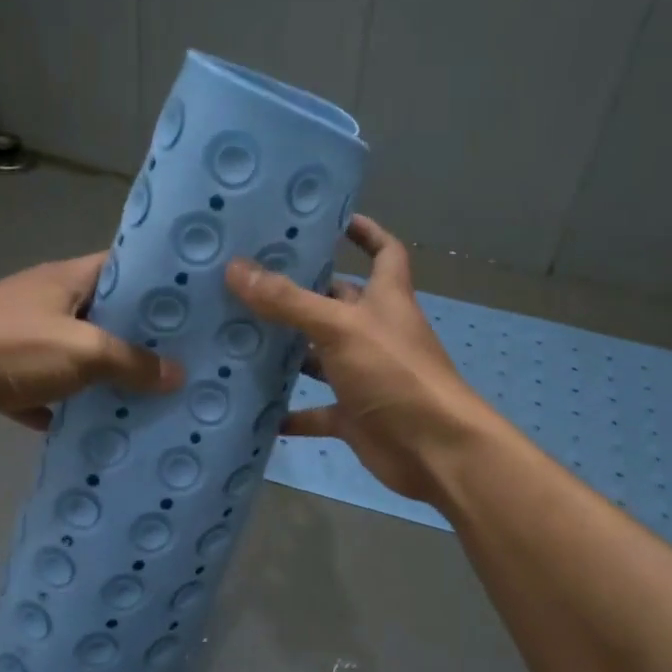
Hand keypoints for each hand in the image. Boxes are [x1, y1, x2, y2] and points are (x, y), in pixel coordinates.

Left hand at [0, 252, 182, 428]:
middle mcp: (44, 299)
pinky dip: (58, 404)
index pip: (122, 266)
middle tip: (178, 359)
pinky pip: (41, 385)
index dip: (156, 282)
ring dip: (99, 373)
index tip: (191, 306)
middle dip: (136, 337)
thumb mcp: (84, 352)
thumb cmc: (11, 346)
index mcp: (67, 278)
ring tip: (142, 395)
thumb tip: (179, 375)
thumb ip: (132, 363)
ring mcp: (18, 333)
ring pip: (72, 351)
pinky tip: (81, 426)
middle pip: (101, 313)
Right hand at [226, 215, 496, 504]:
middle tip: (250, 281)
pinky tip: (256, 410)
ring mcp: (364, 376)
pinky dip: (291, 413)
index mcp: (386, 299)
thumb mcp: (340, 328)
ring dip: (289, 353)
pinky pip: (317, 411)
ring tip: (239, 338)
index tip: (333, 221)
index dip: (367, 233)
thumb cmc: (395, 374)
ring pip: (321, 358)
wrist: (434, 450)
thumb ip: (289, 302)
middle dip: (302, 294)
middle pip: (339, 303)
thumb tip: (236, 268)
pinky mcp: (354, 416)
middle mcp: (375, 333)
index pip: (385, 252)